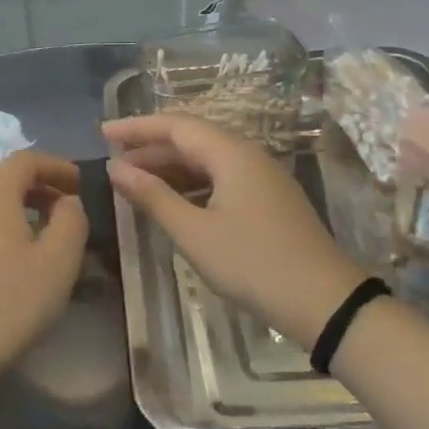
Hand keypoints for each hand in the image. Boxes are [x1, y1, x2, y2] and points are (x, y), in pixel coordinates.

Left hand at [0, 151, 88, 399]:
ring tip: (46, 238)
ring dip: (20, 211)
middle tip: (69, 211)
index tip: (82, 184)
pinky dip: (0, 230)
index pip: (28, 159)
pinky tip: (13, 263)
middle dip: (41, 188)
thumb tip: (67, 202)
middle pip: (6, 178)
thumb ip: (72, 220)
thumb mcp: (58, 261)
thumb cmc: (6, 302)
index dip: (58, 167)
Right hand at [104, 115, 365, 344]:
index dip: (137, 127)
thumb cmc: (252, 263)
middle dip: (150, 147)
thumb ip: (153, 196)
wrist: (324, 302)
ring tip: (134, 180)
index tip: (103, 132)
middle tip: (113, 160)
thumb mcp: (194, 232)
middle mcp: (248, 157)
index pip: (176, 125)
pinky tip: (172, 201)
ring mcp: (262, 179)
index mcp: (232, 154)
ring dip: (169, 168)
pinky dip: (190, 184)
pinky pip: (221, 179)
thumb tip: (116, 168)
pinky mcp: (268, 202)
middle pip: (192, 140)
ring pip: (207, 161)